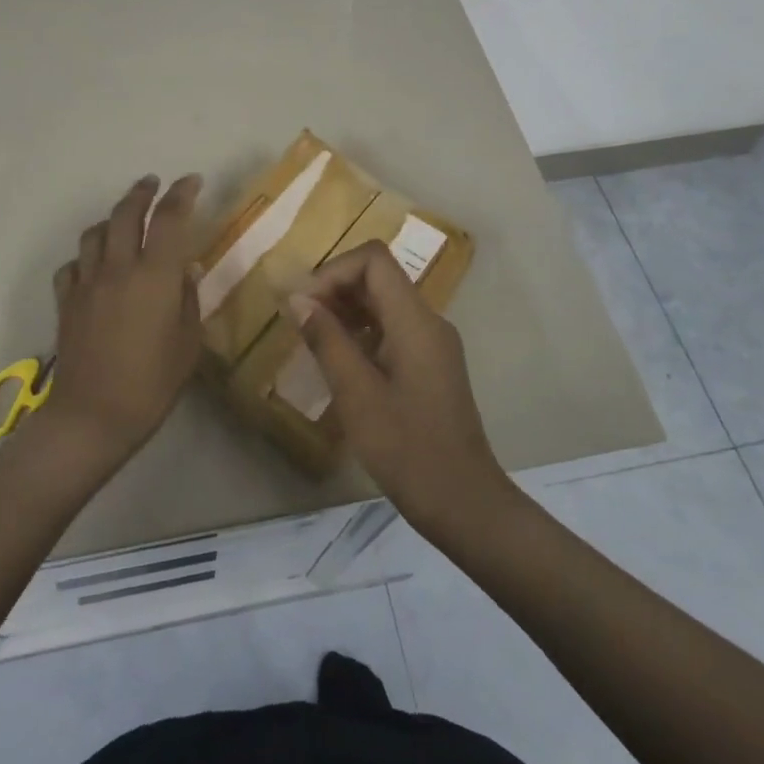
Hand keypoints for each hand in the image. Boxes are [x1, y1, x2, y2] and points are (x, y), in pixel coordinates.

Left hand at [37, 174, 204, 466]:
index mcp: (155, 276)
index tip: (192, 181)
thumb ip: (187, 299)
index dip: (182, 193)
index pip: (170, 218)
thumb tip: (185, 269)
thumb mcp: (188, 344)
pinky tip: (94, 267)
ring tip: (123, 222)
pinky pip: (73, 264)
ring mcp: (87, 283)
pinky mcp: (66, 301)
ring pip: (95, 233)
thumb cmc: (151, 384)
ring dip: (111, 220)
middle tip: (153, 184)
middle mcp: (119, 268)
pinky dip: (86, 257)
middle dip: (141, 192)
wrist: (92, 416)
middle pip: (126, 213)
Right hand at [286, 241, 512, 534]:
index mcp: (415, 321)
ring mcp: (432, 343)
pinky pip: (392, 329)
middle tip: (300, 322)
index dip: (333, 271)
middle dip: (335, 289)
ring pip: (384, 303)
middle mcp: (428, 321)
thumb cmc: (407, 450)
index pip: (373, 260)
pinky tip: (339, 362)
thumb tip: (298, 300)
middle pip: (378, 277)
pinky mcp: (430, 364)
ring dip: (346, 311)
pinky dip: (361, 332)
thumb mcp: (357, 395)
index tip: (304, 305)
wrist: (464, 504)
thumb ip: (327, 340)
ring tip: (312, 341)